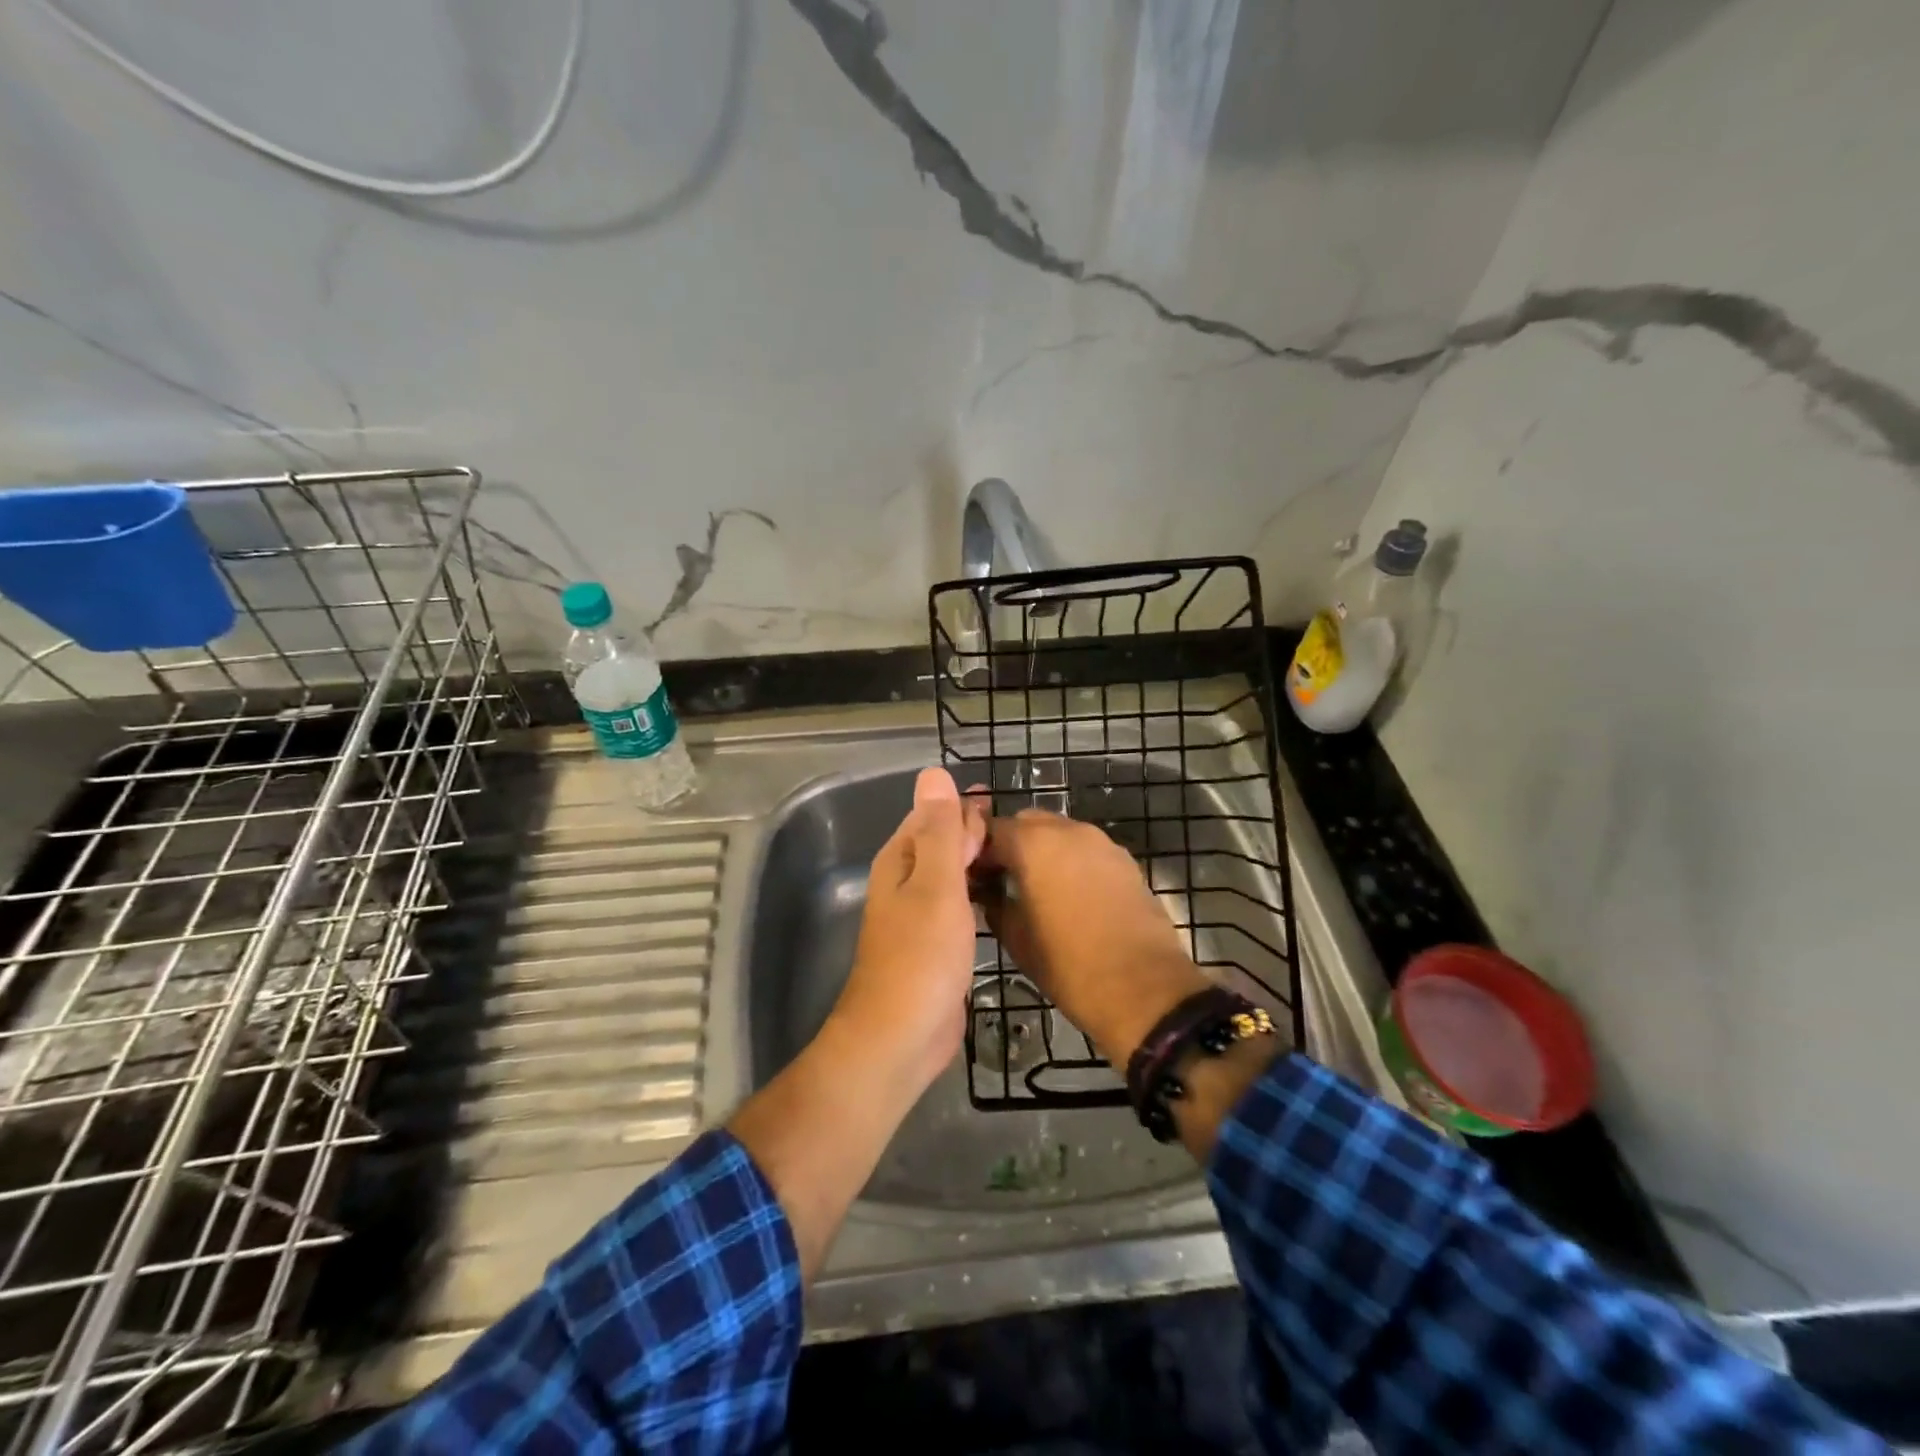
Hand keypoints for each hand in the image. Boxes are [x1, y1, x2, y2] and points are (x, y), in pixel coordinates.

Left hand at [828, 767, 987, 1096]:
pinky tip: (1001, 899)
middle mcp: (905, 882)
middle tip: (1021, 834)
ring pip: (951, 874)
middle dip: (974, 832)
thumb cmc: (921, 955)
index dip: (964, 807)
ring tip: (1019, 859)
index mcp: (900, 860)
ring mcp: (918, 916)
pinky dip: (977, 894)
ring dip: (978, 862)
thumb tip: (933, 772)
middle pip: (941, 843)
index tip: (1003, 805)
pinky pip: (958, 905)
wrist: (901, 1036)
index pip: (933, 815)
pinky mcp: (934, 945)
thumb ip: (939, 830)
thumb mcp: (935, 884)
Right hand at [976, 809, 1209, 1065]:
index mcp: (1033, 844)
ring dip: (1043, 852)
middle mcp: (1068, 830)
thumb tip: (987, 893)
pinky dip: (1072, 862)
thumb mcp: (1017, 940)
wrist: (1145, 989)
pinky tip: (1070, 897)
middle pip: (1027, 823)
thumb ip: (995, 905)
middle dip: (1011, 845)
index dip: (977, 851)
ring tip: (1036, 890)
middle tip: (1002, 881)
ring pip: (1060, 833)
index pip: (991, 829)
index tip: (972, 878)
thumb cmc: (1070, 966)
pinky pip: (1087, 850)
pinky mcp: (1126, 861)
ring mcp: (1102, 843)